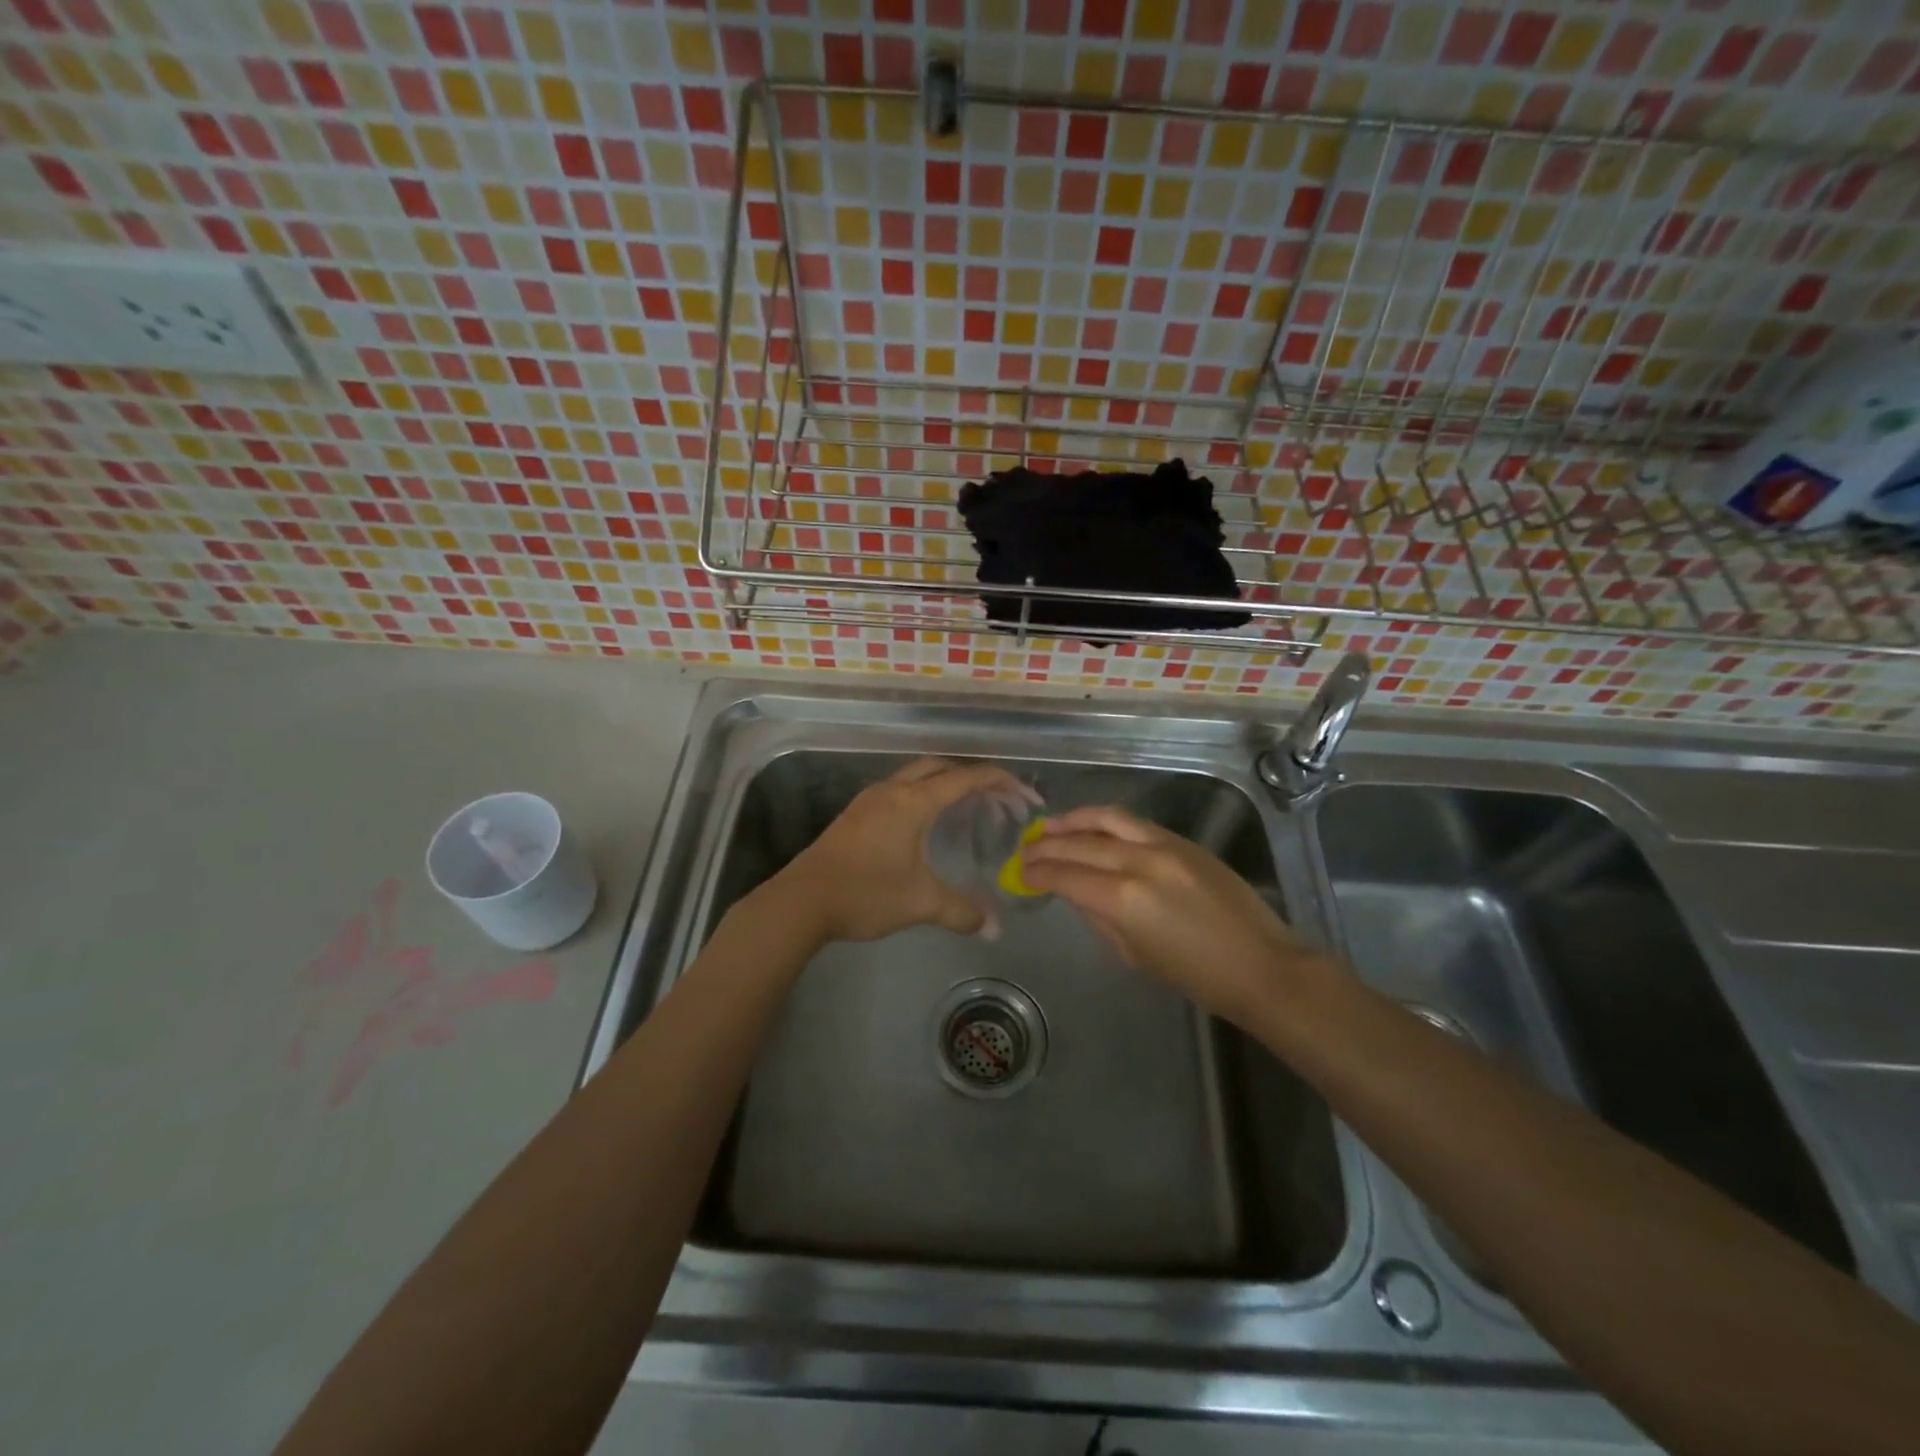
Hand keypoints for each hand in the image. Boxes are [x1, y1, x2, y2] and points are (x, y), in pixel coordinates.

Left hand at [771, 757, 1035, 943]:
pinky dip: (923, 795)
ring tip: (967, 810)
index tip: (1027, 798)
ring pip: (916, 776)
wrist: (801, 902)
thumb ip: (962, 911)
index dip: (1002, 783)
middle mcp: (893, 790)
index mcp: (913, 801)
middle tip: (997, 801)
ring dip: (945, 784)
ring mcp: (870, 800)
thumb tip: (994, 928)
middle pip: (940, 767)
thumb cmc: (865, 893)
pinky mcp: (856, 815)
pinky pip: (900, 790)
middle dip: (973, 777)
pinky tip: (927, 825)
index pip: (967, 778)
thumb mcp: (921, 902)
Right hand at [1018, 805, 1329, 1027]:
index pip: (1066, 876)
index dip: (1038, 873)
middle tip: (1025, 850)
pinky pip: (1133, 823)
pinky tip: (1091, 826)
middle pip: (1080, 844)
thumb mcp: (1134, 955)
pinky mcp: (1182, 841)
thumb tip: (1074, 893)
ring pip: (1107, 820)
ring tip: (1049, 825)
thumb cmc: (1196, 976)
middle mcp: (1138, 862)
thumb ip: (1098, 917)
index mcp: (1123, 899)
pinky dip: (1105, 821)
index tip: (1020, 872)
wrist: (1260, 965)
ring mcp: (1163, 846)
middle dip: (1047, 846)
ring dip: (1073, 821)